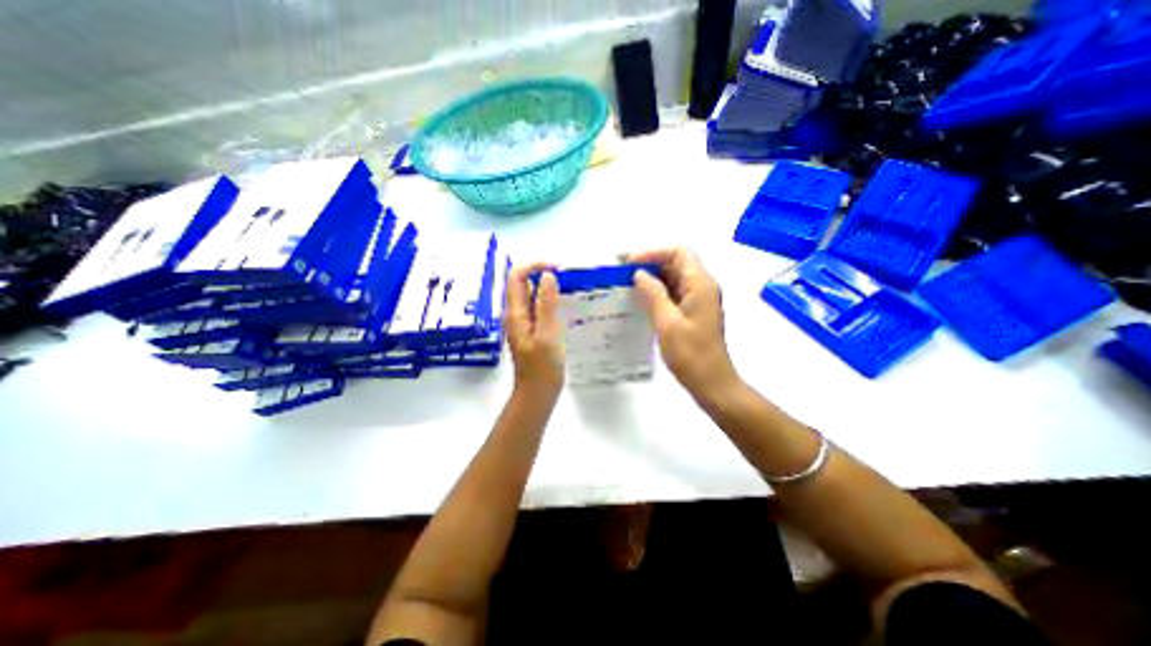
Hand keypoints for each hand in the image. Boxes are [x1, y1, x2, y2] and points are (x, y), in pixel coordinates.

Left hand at [504, 259, 566, 397]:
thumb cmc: (543, 367)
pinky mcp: (533, 329)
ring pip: (533, 295)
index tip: (557, 268)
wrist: (538, 393)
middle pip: (524, 283)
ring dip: (548, 287)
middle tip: (568, 278)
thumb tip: (547, 275)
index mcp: (515, 313)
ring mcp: (524, 322)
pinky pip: (539, 307)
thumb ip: (546, 305)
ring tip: (570, 289)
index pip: (517, 276)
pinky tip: (566, 306)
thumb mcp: (547, 334)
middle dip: (543, 274)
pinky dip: (551, 301)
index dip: (534, 265)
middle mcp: (516, 313)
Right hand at [627, 247, 740, 403]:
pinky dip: (656, 292)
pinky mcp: (692, 312)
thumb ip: (653, 294)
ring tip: (626, 284)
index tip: (628, 262)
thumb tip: (639, 274)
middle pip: (675, 263)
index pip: (677, 253)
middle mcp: (701, 286)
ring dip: (651, 278)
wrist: (711, 383)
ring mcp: (698, 300)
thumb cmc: (690, 354)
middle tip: (622, 272)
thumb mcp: (667, 322)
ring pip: (673, 278)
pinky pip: (673, 293)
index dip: (652, 253)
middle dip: (649, 263)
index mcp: (699, 284)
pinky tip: (639, 300)